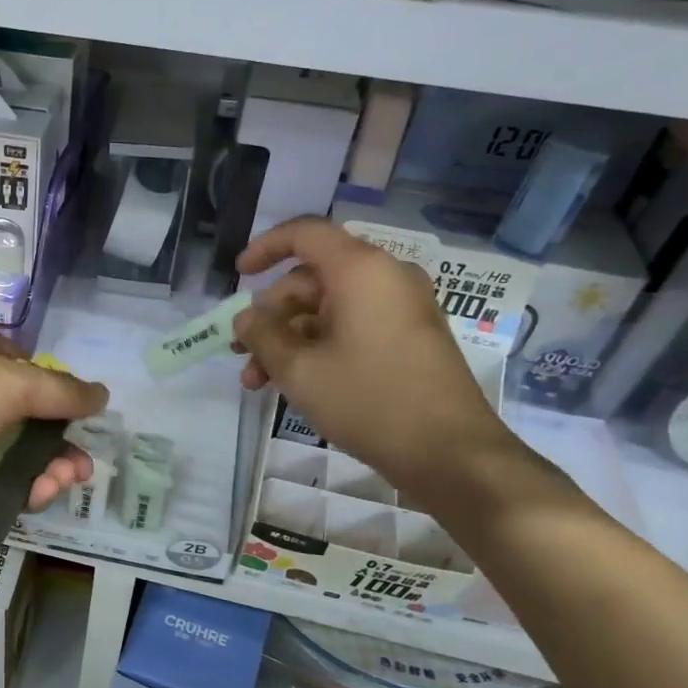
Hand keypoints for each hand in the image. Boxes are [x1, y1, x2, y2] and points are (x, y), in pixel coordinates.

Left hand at [0, 317, 108, 524]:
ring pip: (9, 454)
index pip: (17, 366)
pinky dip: (18, 490)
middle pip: (20, 417)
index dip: (50, 390)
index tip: (78, 414)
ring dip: (44, 468)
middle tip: (80, 466)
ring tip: (66, 481)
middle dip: (55, 441)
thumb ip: (62, 391)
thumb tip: (104, 396)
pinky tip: (38, 495)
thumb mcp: (13, 380)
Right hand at [233, 217, 517, 499]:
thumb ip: (262, 335)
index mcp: (361, 270)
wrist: (449, 452)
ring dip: (288, 339)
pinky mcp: (408, 337)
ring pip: (328, 309)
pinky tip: (293, 383)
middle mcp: (385, 278)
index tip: (239, 275)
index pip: (306, 234)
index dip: (265, 247)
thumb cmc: (368, 400)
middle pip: (312, 279)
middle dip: (271, 315)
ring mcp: (401, 308)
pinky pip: (352, 327)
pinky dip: (318, 347)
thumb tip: (246, 318)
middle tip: (241, 351)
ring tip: (258, 380)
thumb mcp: (299, 370)